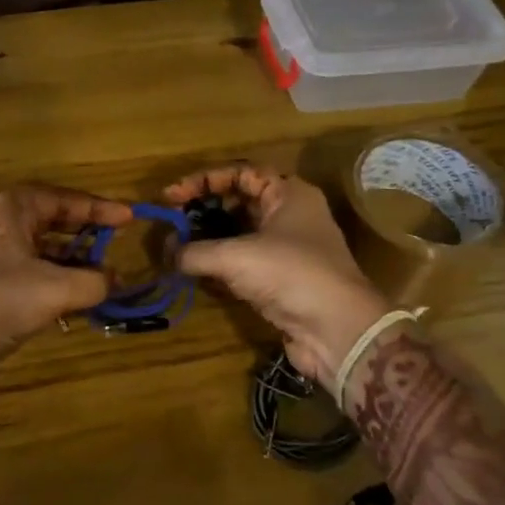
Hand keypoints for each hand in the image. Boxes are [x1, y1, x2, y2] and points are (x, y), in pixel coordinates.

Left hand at [0, 185, 131, 362]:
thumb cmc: (0, 302)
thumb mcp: (57, 289)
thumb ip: (95, 280)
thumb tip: (115, 280)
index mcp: (9, 208)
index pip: (63, 199)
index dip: (99, 208)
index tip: (129, 217)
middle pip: (51, 219)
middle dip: (86, 233)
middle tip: (116, 241)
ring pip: (40, 247)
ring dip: (72, 261)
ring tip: (103, 275)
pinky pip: (29, 269)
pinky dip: (54, 278)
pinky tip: (76, 297)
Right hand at [164, 164, 389, 390]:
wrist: (337, 330)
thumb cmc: (291, 274)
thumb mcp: (236, 256)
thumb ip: (195, 251)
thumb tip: (166, 253)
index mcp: (288, 193)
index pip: (240, 173)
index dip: (203, 181)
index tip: (171, 196)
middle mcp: (289, 215)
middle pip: (238, 201)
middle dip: (202, 210)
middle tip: (171, 221)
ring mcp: (286, 249)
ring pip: (239, 233)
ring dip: (208, 239)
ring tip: (175, 246)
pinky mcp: (281, 279)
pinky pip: (243, 262)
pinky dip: (219, 264)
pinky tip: (194, 271)